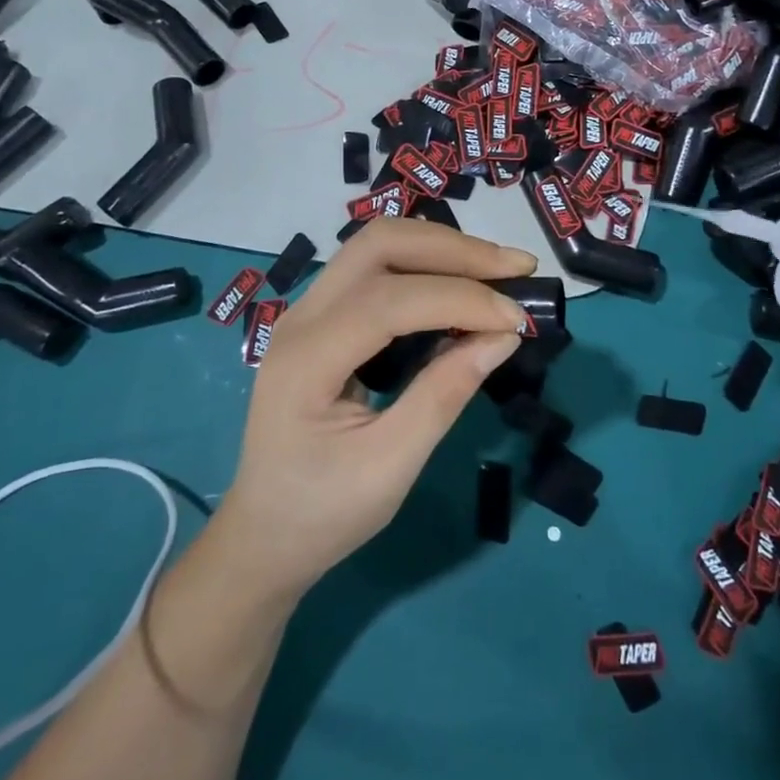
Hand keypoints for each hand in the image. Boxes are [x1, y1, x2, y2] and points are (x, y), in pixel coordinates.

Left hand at [212, 219, 532, 599]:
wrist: (262, 535)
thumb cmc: (323, 513)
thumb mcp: (390, 468)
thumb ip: (445, 394)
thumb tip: (505, 335)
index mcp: (306, 360)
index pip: (389, 300)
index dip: (459, 298)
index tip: (517, 317)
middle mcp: (302, 316)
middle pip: (381, 244)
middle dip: (455, 250)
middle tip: (516, 269)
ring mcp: (309, 308)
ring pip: (379, 243)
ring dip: (443, 247)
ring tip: (498, 269)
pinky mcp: (325, 312)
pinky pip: (377, 265)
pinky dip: (427, 262)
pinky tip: (462, 281)